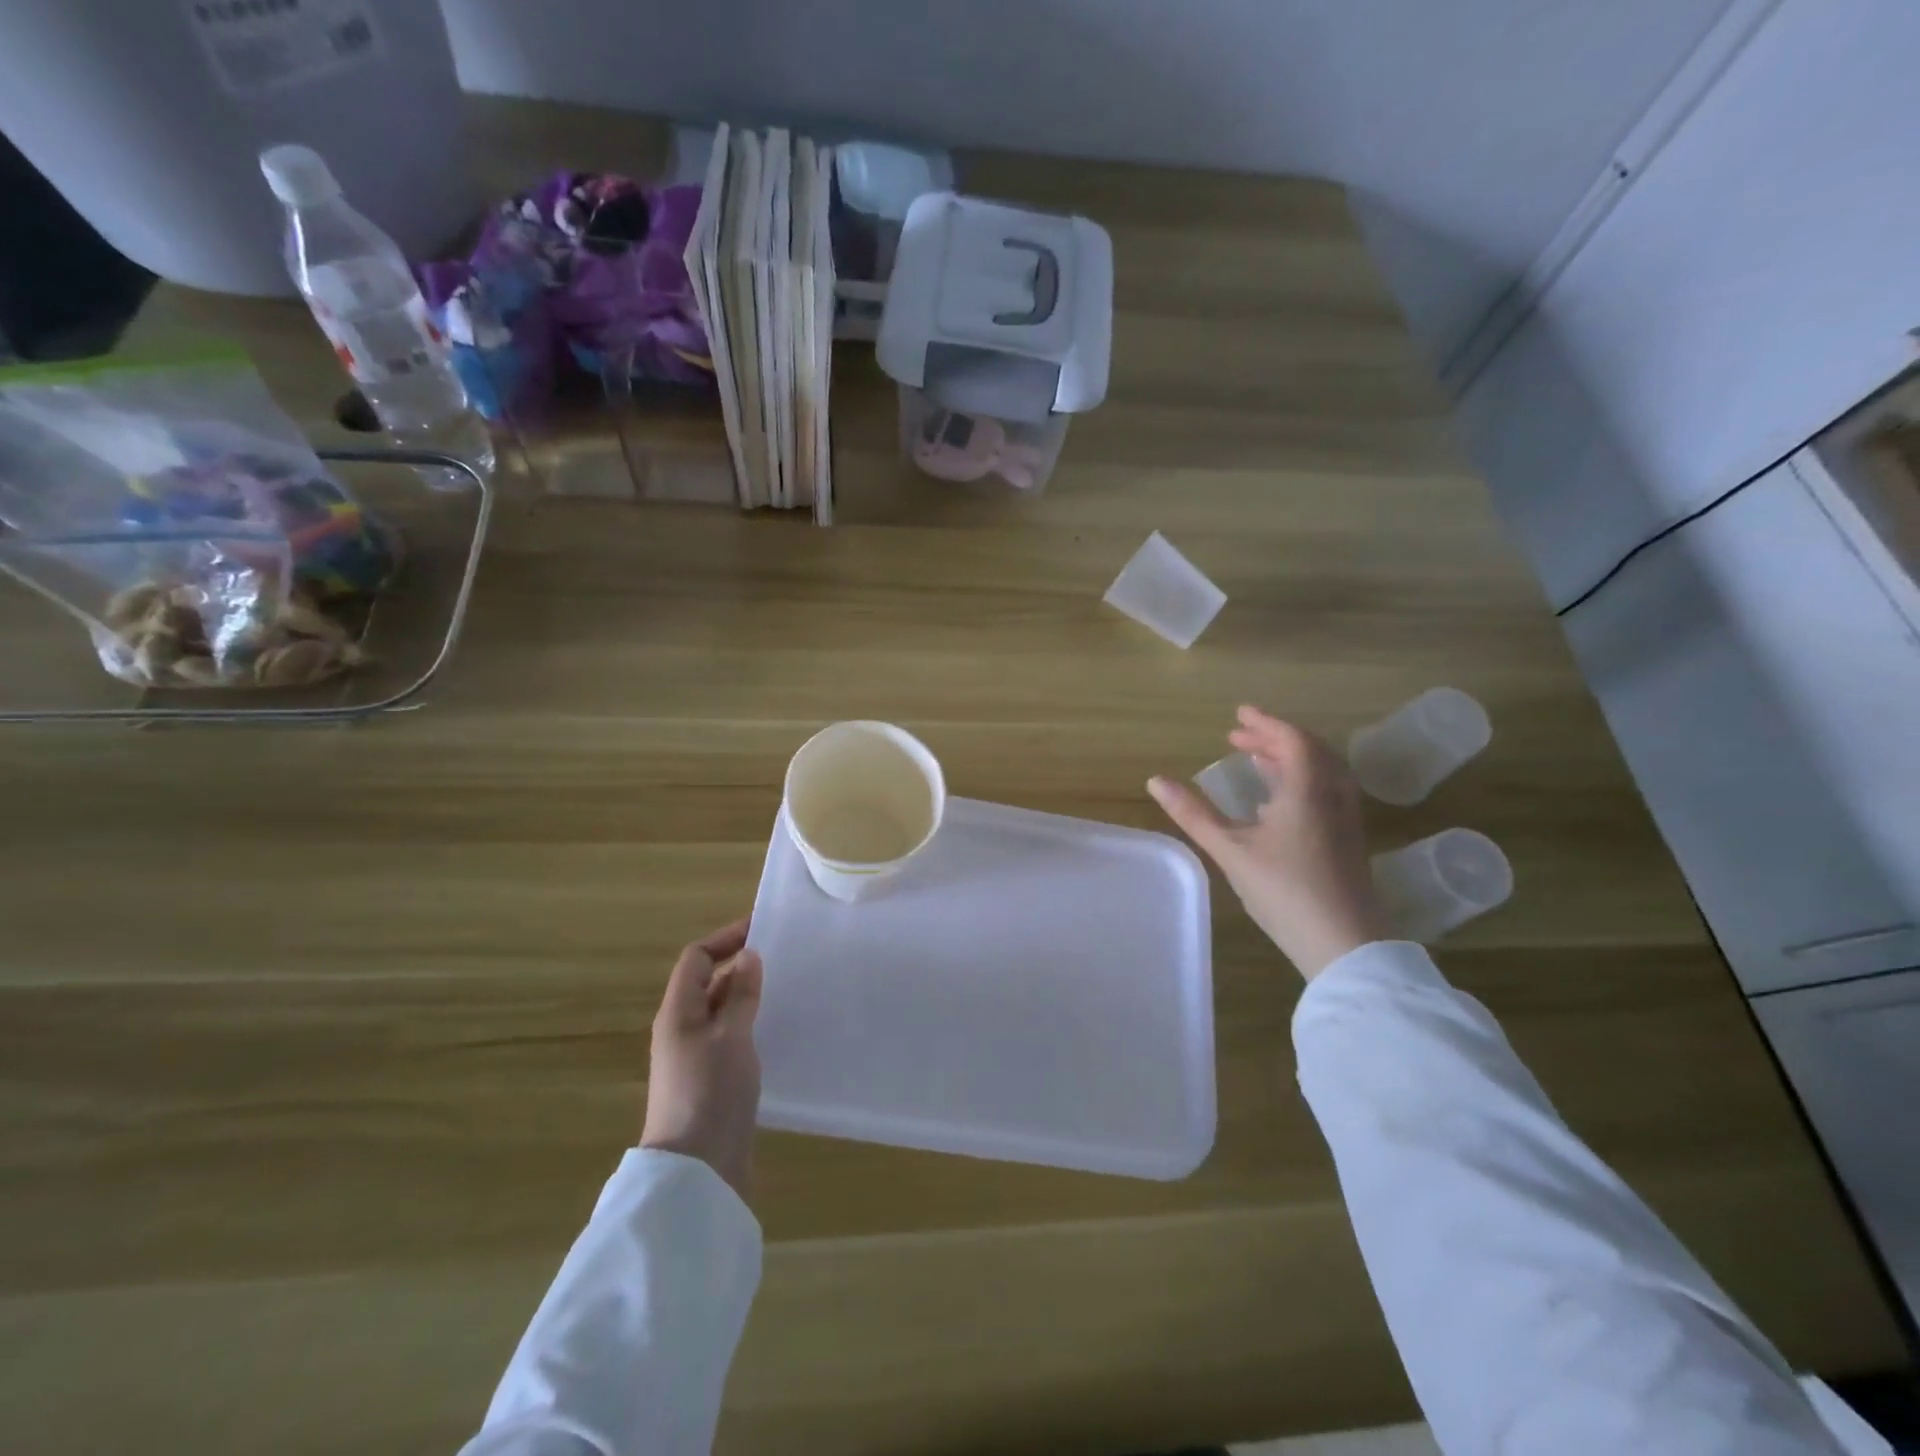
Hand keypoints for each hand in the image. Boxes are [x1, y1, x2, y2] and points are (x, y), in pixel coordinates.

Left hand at [640, 918, 763, 1200]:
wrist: (697, 1170)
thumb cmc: (710, 1092)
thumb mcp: (730, 1036)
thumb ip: (740, 994)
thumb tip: (748, 956)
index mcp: (678, 1012)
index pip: (696, 958)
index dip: (725, 938)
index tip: (763, 928)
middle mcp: (681, 1029)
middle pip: (707, 983)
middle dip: (740, 965)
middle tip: (783, 957)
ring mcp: (695, 1056)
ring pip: (721, 1011)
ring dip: (747, 995)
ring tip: (787, 988)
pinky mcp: (711, 1080)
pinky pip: (730, 1036)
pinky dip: (750, 1023)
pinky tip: (777, 1029)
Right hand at [1149, 707, 1389, 979]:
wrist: (1345, 944)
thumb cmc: (1285, 891)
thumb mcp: (1231, 850)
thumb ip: (1194, 814)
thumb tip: (1155, 780)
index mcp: (1307, 790)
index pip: (1292, 740)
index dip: (1265, 722)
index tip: (1239, 713)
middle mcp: (1333, 796)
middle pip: (1310, 751)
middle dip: (1274, 738)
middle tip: (1239, 736)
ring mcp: (1345, 819)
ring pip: (1322, 772)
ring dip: (1289, 758)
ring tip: (1256, 760)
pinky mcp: (1348, 840)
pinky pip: (1326, 791)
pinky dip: (1301, 780)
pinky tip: (1277, 803)